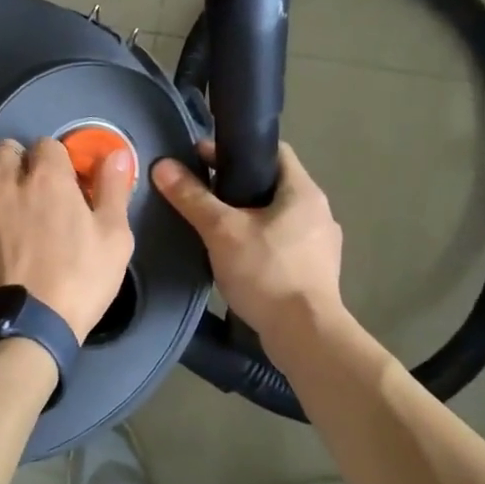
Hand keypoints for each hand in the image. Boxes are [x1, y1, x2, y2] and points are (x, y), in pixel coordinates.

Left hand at [0, 138, 136, 341]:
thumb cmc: (77, 284)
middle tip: (25, 194)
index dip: (55, 164)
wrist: (24, 330)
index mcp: (47, 178)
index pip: (47, 145)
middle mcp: (2, 180)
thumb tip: (118, 152)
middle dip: (16, 165)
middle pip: (5, 149)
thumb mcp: (115, 240)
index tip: (60, 187)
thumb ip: (114, 190)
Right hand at [152, 141, 343, 340]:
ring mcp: (322, 244)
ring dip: (250, 215)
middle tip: (202, 193)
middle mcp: (319, 211)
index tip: (202, 158)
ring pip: (279, 215)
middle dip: (238, 184)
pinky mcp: (317, 271)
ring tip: (216, 225)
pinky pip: (284, 242)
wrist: (305, 334)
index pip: (273, 151)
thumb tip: (162, 166)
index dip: (236, 149)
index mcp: (303, 191)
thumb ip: (192, 197)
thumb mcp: (221, 231)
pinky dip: (261, 241)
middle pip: (274, 184)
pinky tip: (239, 256)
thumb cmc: (266, 272)